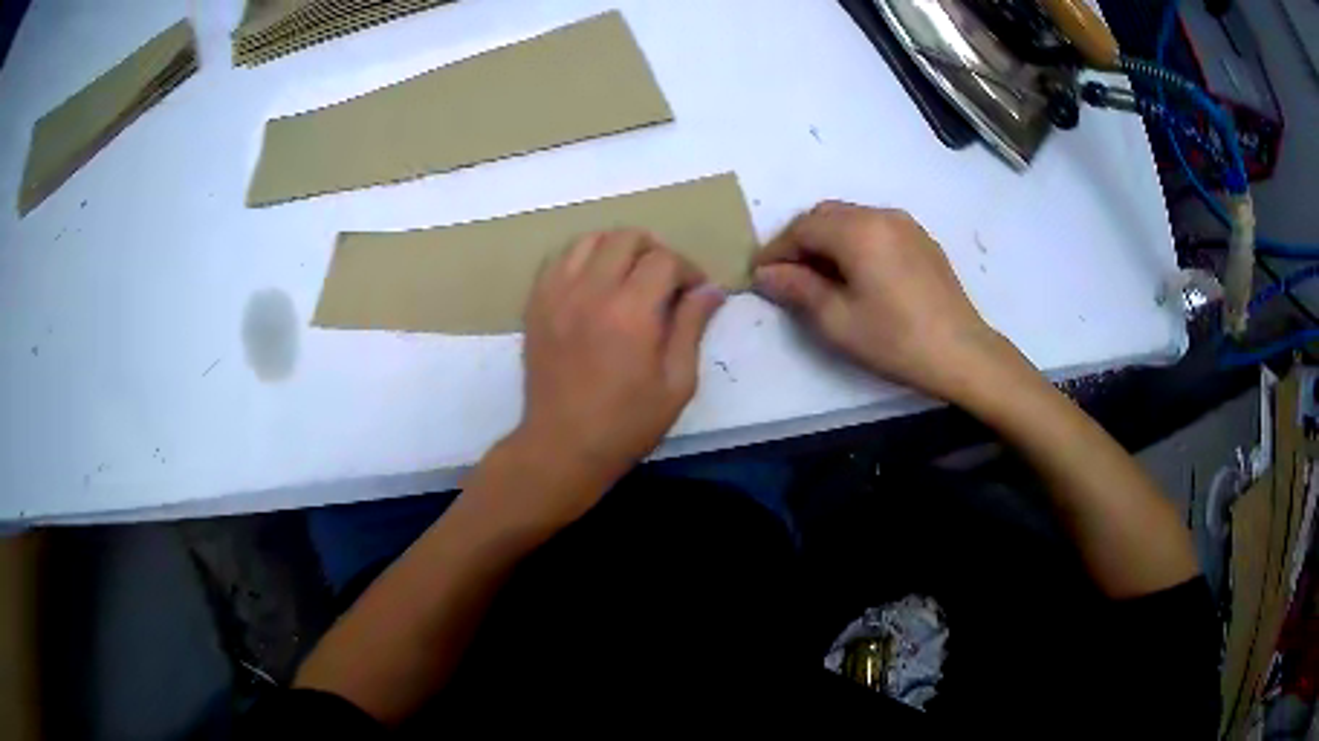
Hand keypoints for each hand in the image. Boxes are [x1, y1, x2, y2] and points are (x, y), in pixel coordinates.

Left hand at [506, 230, 724, 520]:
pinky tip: (594, 284)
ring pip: (589, 240)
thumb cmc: (627, 423)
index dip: (688, 270)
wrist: (563, 445)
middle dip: (654, 250)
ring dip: (616, 249)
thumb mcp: (676, 383)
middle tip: (664, 279)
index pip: (665, 260)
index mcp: (631, 312)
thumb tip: (711, 289)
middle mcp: (591, 291)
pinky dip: (582, 260)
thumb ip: (692, 327)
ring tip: (628, 276)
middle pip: (626, 237)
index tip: (694, 292)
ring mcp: (557, 295)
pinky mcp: (536, 304)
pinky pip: (559, 259)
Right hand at [753, 201, 1016, 402]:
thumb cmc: (896, 339)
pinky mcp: (921, 239)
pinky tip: (857, 274)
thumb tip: (765, 273)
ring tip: (819, 277)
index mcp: (857, 230)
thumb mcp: (837, 321)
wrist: (962, 352)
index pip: (802, 229)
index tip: (759, 275)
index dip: (776, 250)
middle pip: (826, 216)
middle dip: (800, 241)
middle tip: (787, 276)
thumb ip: (797, 289)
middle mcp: (880, 215)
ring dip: (828, 240)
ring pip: (851, 219)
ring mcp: (905, 224)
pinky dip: (855, 242)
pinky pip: (876, 228)